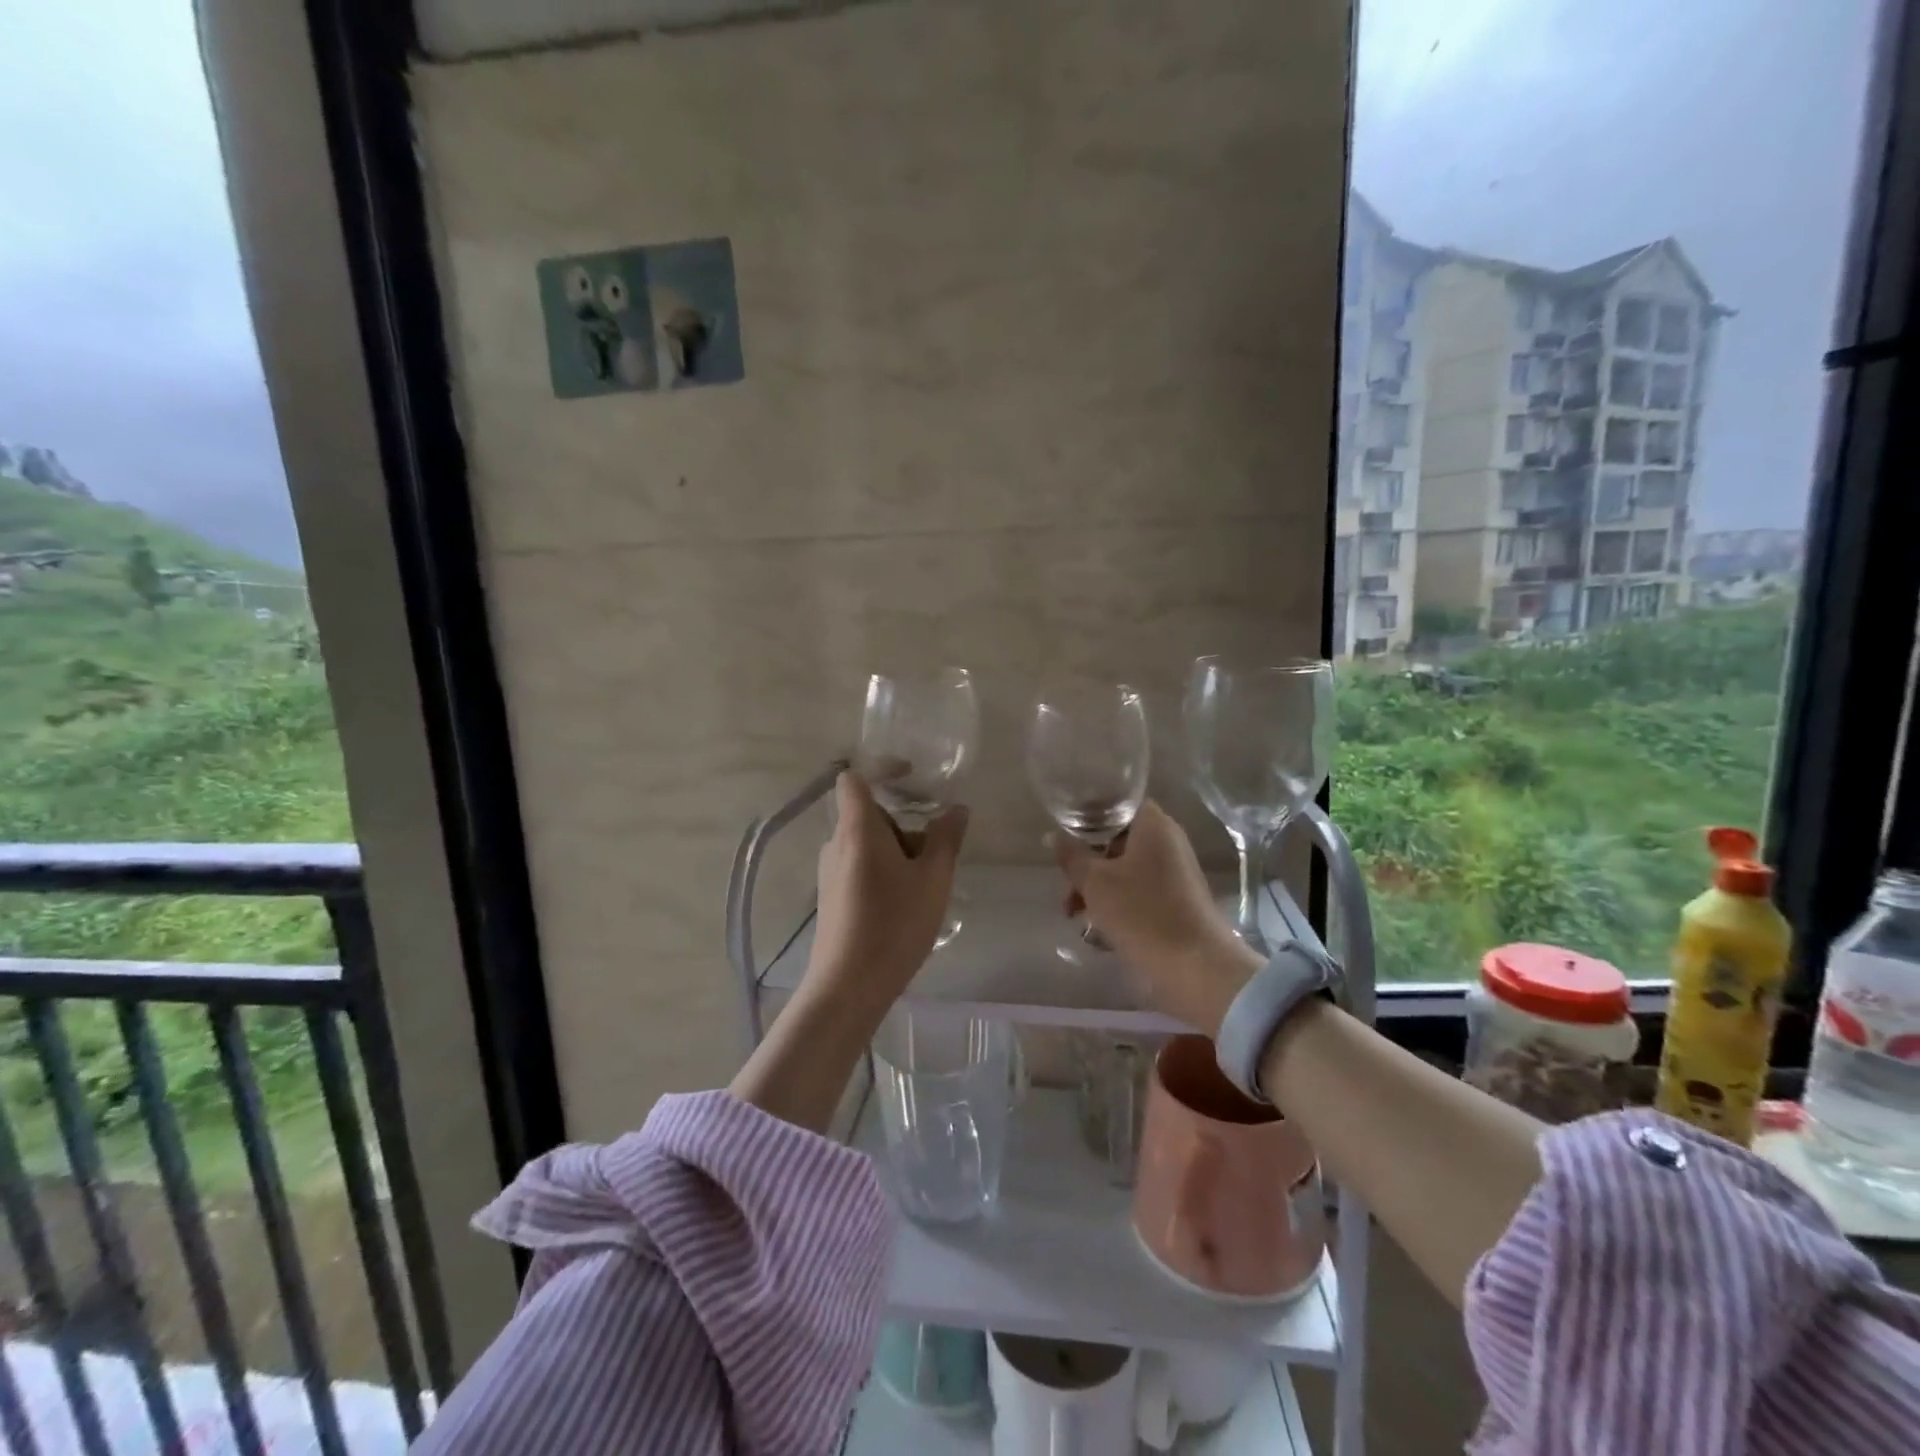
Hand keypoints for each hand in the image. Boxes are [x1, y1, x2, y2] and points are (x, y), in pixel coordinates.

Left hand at [804, 772, 967, 1012]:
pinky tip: (906, 905)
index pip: (853, 778)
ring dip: (898, 852)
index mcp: (857, 829)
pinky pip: (860, 867)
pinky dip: (885, 871)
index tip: (911, 776)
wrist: (848, 986)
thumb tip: (957, 808)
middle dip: (904, 824)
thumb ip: (946, 838)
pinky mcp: (832, 896)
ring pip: (867, 844)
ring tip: (927, 885)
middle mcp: (836, 843)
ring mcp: (830, 872)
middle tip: (936, 852)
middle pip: (869, 815)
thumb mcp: (933, 879)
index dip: (880, 768)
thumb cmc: (894, 924)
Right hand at [1051, 801, 1259, 1035]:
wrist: (1196, 967)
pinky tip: (1098, 933)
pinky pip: (1140, 894)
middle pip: (1118, 842)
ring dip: (1098, 890)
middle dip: (1088, 865)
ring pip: (1126, 871)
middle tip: (1067, 890)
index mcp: (1154, 825)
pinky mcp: (1178, 903)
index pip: (1117, 806)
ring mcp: (1176, 874)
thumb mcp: (1094, 883)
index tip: (1066, 839)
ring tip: (1075, 918)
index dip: (1089, 818)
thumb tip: (1054, 836)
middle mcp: (1169, 843)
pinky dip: (1118, 906)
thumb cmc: (1141, 913)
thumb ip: (1072, 856)